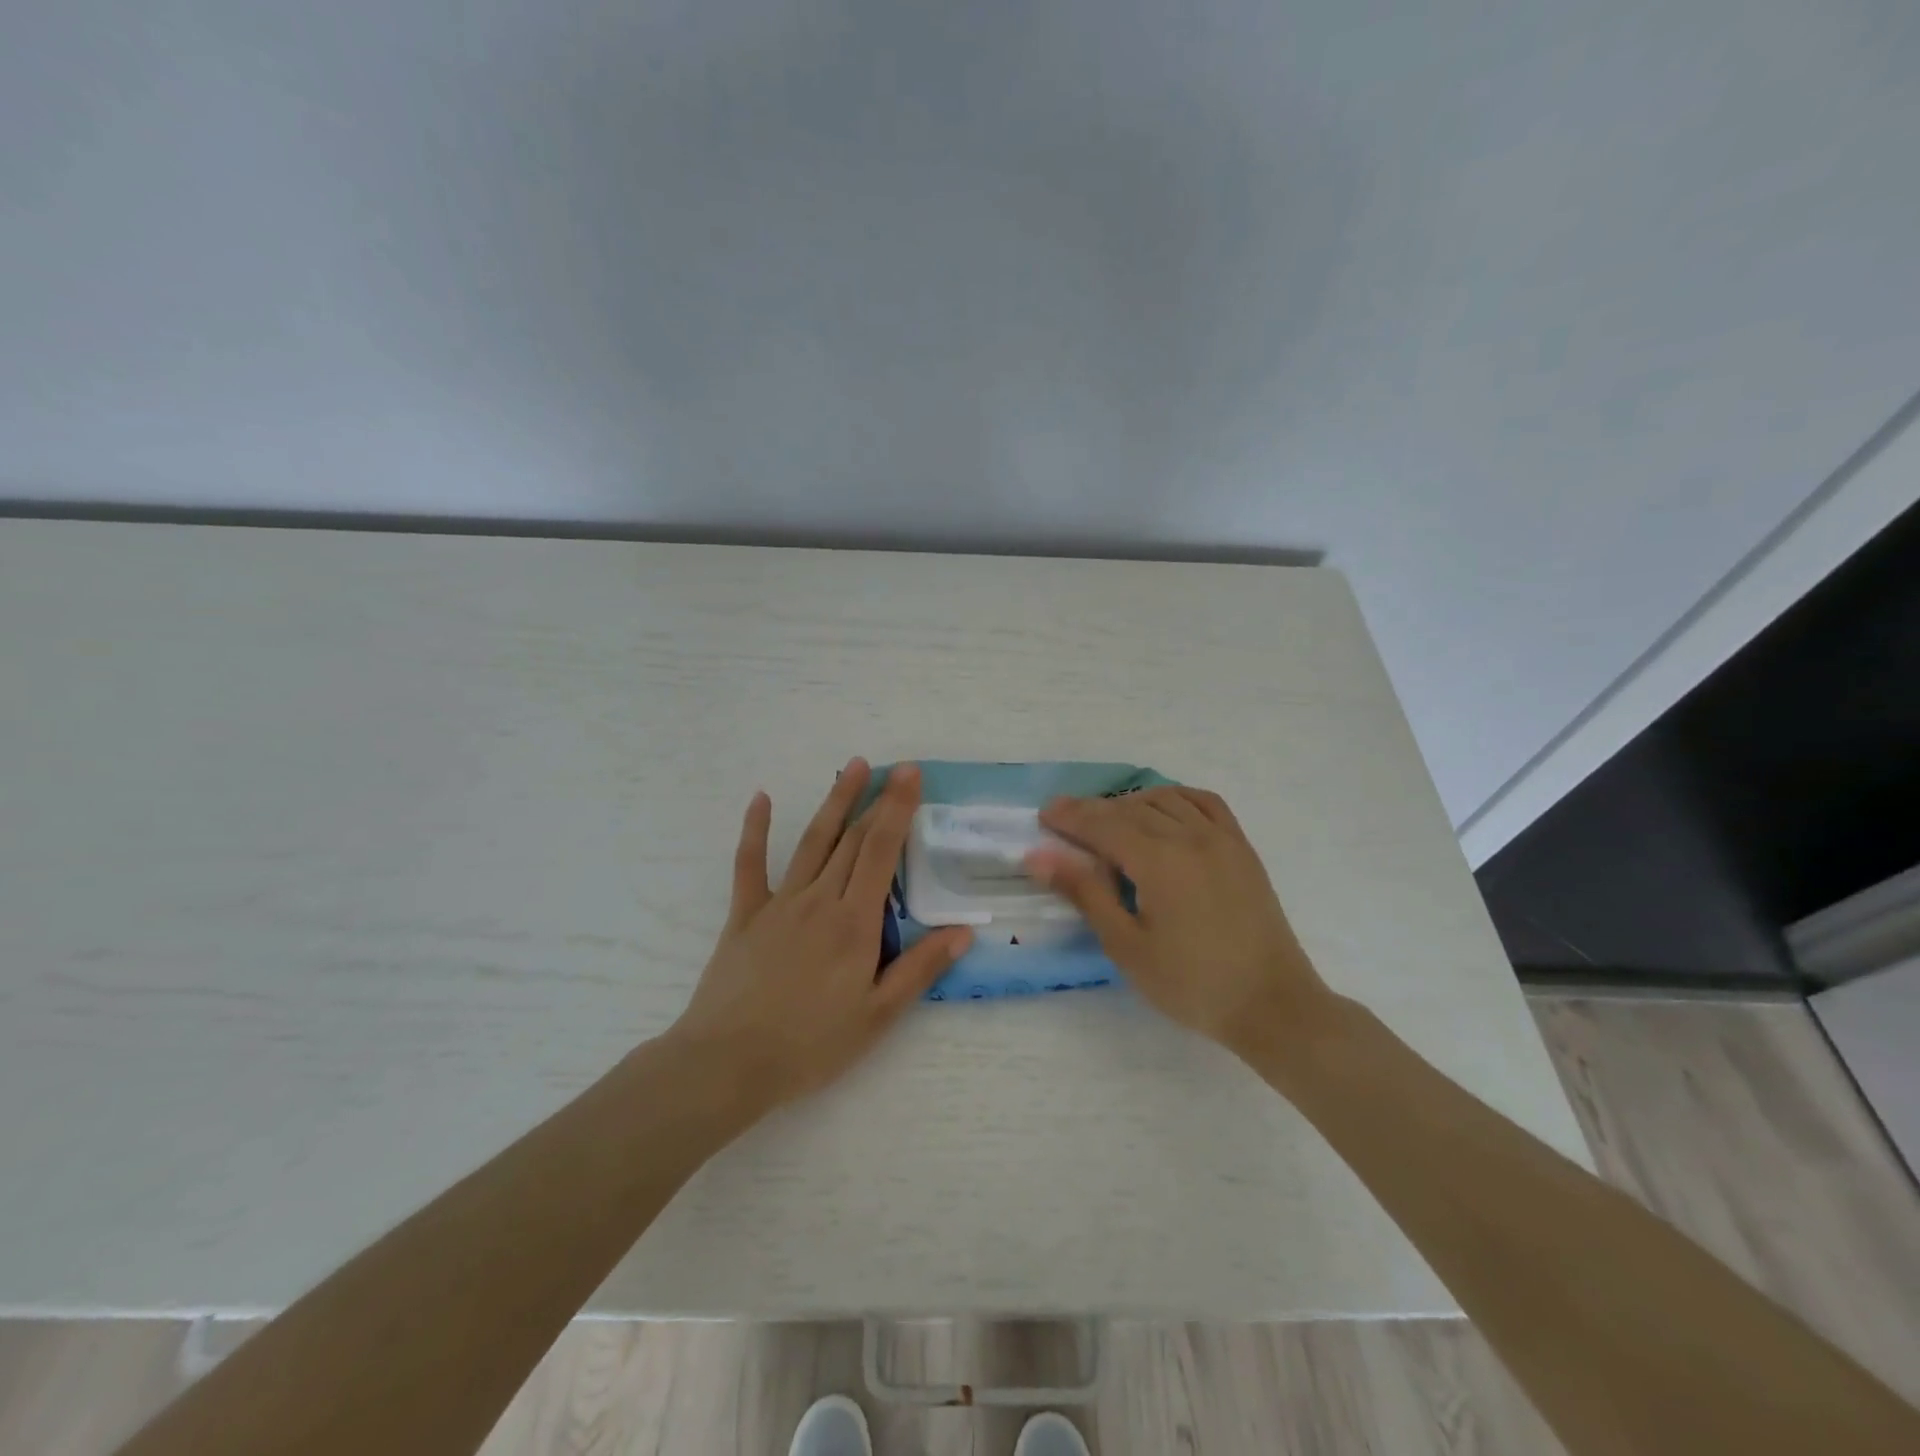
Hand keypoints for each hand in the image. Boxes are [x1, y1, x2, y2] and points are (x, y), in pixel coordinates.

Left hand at [668, 759, 972, 1110]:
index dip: (898, 809)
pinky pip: (749, 864)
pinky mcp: (745, 914)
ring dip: (833, 801)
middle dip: (876, 799)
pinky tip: (761, 798)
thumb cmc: (810, 1044)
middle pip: (852, 839)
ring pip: (812, 841)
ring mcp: (779, 903)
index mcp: (854, 922)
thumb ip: (919, 969)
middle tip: (893, 767)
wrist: (728, 1063)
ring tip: (851, 767)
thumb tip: (963, 931)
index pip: (882, 852)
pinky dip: (755, 829)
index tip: (910, 775)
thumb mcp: (877, 1016)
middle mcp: (819, 900)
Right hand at [1026, 787, 1333, 1056]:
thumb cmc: (1191, 984)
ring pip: (1167, 799)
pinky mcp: (1242, 848)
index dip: (1071, 817)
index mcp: (1160, 861)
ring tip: (1107, 817)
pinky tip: (1163, 810)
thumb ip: (1086, 893)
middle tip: (1063, 815)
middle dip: (1093, 809)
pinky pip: (1205, 803)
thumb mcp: (1127, 946)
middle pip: (1131, 809)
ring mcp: (1222, 838)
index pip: (1104, 825)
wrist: (1272, 1005)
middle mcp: (1191, 837)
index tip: (1044, 814)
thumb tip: (1040, 856)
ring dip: (1130, 801)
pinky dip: (1176, 798)